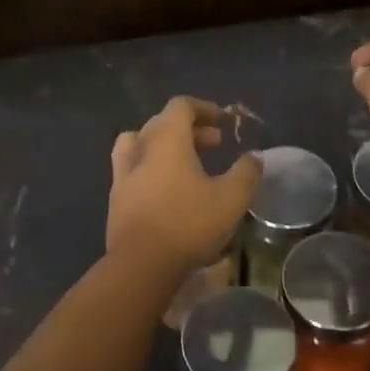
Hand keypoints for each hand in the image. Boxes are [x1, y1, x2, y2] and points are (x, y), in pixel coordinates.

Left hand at [107, 97, 263, 273]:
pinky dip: (151, 168)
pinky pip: (132, 169)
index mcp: (167, 139)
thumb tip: (254, 156)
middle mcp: (141, 148)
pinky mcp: (115, 198)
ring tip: (185, 162)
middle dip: (189, 128)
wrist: (141, 264)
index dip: (203, 108)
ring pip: (140, 143)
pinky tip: (167, 190)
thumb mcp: (231, 198)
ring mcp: (122, 173)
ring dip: (164, 145)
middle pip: (161, 123)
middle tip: (214, 144)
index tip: (222, 121)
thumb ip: (246, 172)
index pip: (180, 106)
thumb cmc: (188, 223)